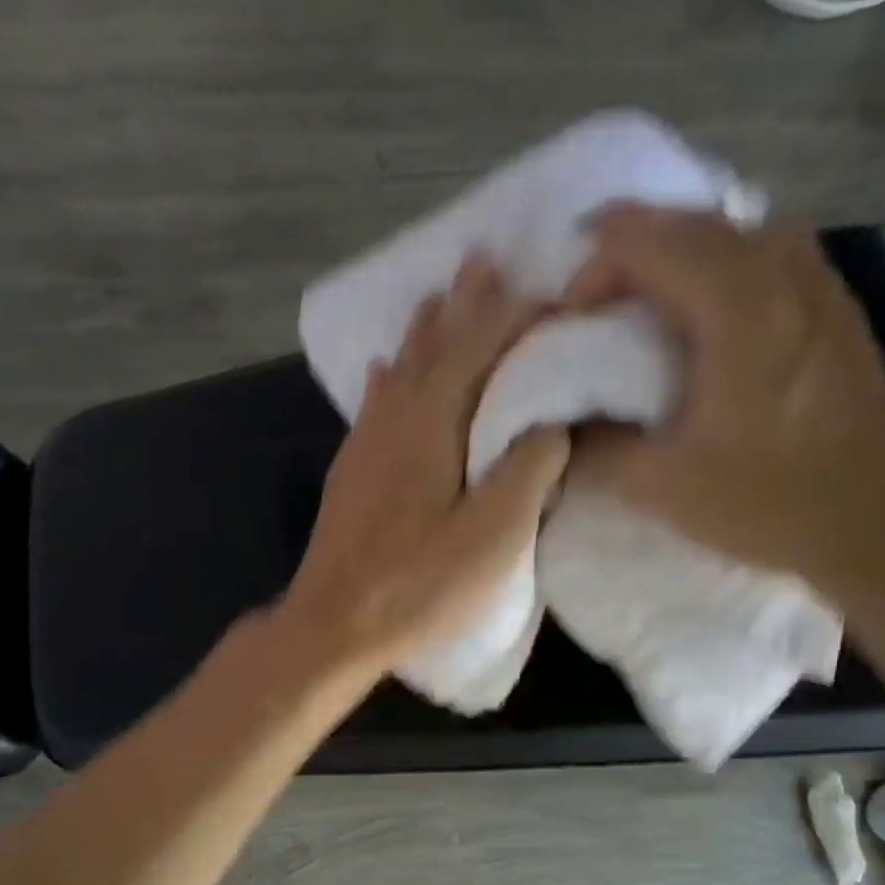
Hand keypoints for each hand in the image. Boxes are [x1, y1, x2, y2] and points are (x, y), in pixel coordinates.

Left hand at [281, 254, 569, 675]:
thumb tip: (551, 421)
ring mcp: (365, 446)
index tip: (549, 290)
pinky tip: (383, 370)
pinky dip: (387, 380)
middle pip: (433, 347)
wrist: (333, 624)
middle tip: (484, 259)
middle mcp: (393, 421)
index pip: (478, 349)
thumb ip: (527, 470)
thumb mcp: (492, 536)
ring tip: (438, 297)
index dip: (514, 316)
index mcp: (432, 425)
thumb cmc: (417, 586)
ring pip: (401, 370)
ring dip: (424, 331)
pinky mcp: (351, 473)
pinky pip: (374, 406)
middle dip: (464, 304)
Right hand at [564, 204, 884, 592]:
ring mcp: (820, 287)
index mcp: (737, 310)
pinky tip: (708, 308)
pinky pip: (771, 254)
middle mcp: (783, 276)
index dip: (594, 267)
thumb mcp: (659, 486)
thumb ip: (597, 444)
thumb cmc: (765, 503)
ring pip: (737, 231)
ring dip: (680, 249)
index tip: (568, 319)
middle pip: (693, 223)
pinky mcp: (838, 310)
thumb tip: (561, 421)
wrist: (874, 527)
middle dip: (629, 247)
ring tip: (644, 292)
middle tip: (589, 295)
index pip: (649, 243)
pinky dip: (724, 262)